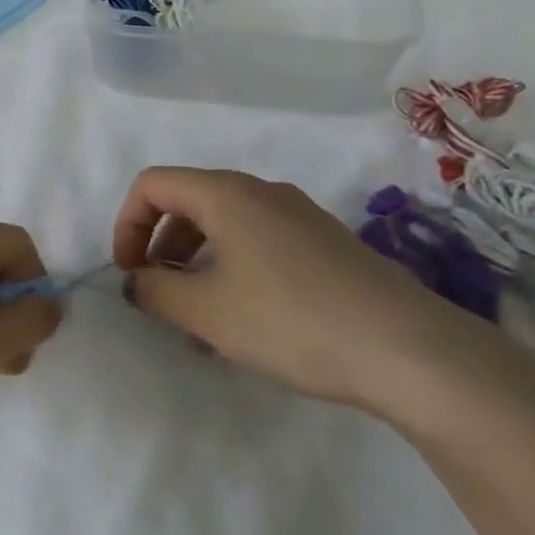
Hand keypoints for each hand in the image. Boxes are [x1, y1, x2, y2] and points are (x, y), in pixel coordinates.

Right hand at [112, 167, 470, 411]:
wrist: (408, 349)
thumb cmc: (291, 319)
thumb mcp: (207, 312)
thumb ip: (155, 290)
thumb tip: (136, 280)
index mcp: (225, 193)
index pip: (152, 184)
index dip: (126, 224)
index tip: (129, 273)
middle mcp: (260, 191)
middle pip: (187, 203)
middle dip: (160, 247)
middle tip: (159, 297)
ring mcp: (298, 215)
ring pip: (224, 227)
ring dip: (196, 265)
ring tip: (197, 323)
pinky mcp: (324, 244)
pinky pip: (258, 244)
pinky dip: (233, 271)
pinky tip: (244, 323)